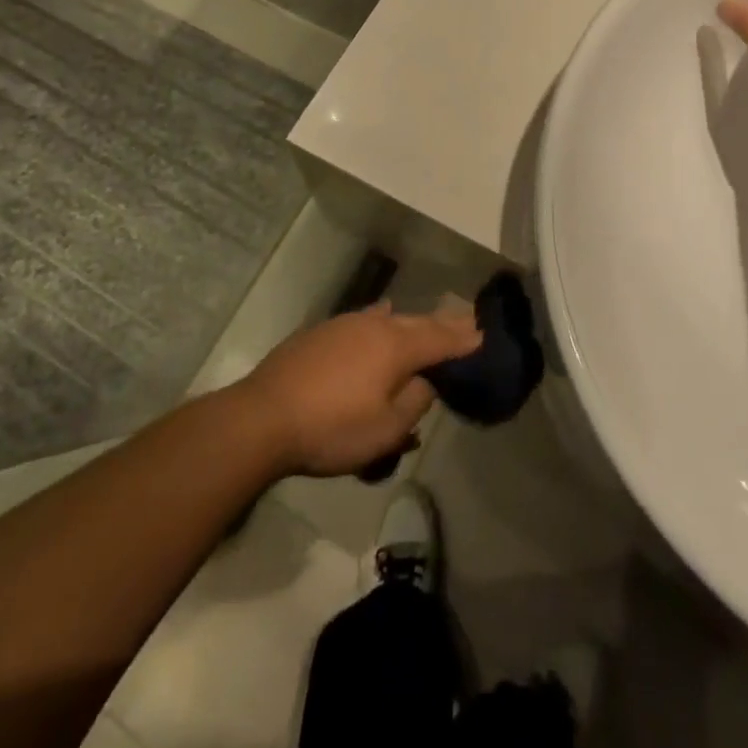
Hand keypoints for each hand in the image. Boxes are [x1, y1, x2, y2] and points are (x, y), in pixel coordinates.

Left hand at [234, 303, 482, 477]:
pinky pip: (363, 323)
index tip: (483, 333)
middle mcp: (373, 325)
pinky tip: (379, 318)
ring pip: (387, 319)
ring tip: (424, 322)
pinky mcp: (320, 333)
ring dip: (409, 323)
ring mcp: (344, 325)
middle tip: (465, 322)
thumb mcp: (385, 429)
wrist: (264, 417)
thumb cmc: (332, 428)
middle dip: (441, 325)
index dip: (463, 338)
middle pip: (415, 322)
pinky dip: (380, 323)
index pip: (439, 338)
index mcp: (395, 346)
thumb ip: (414, 401)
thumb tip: (423, 382)